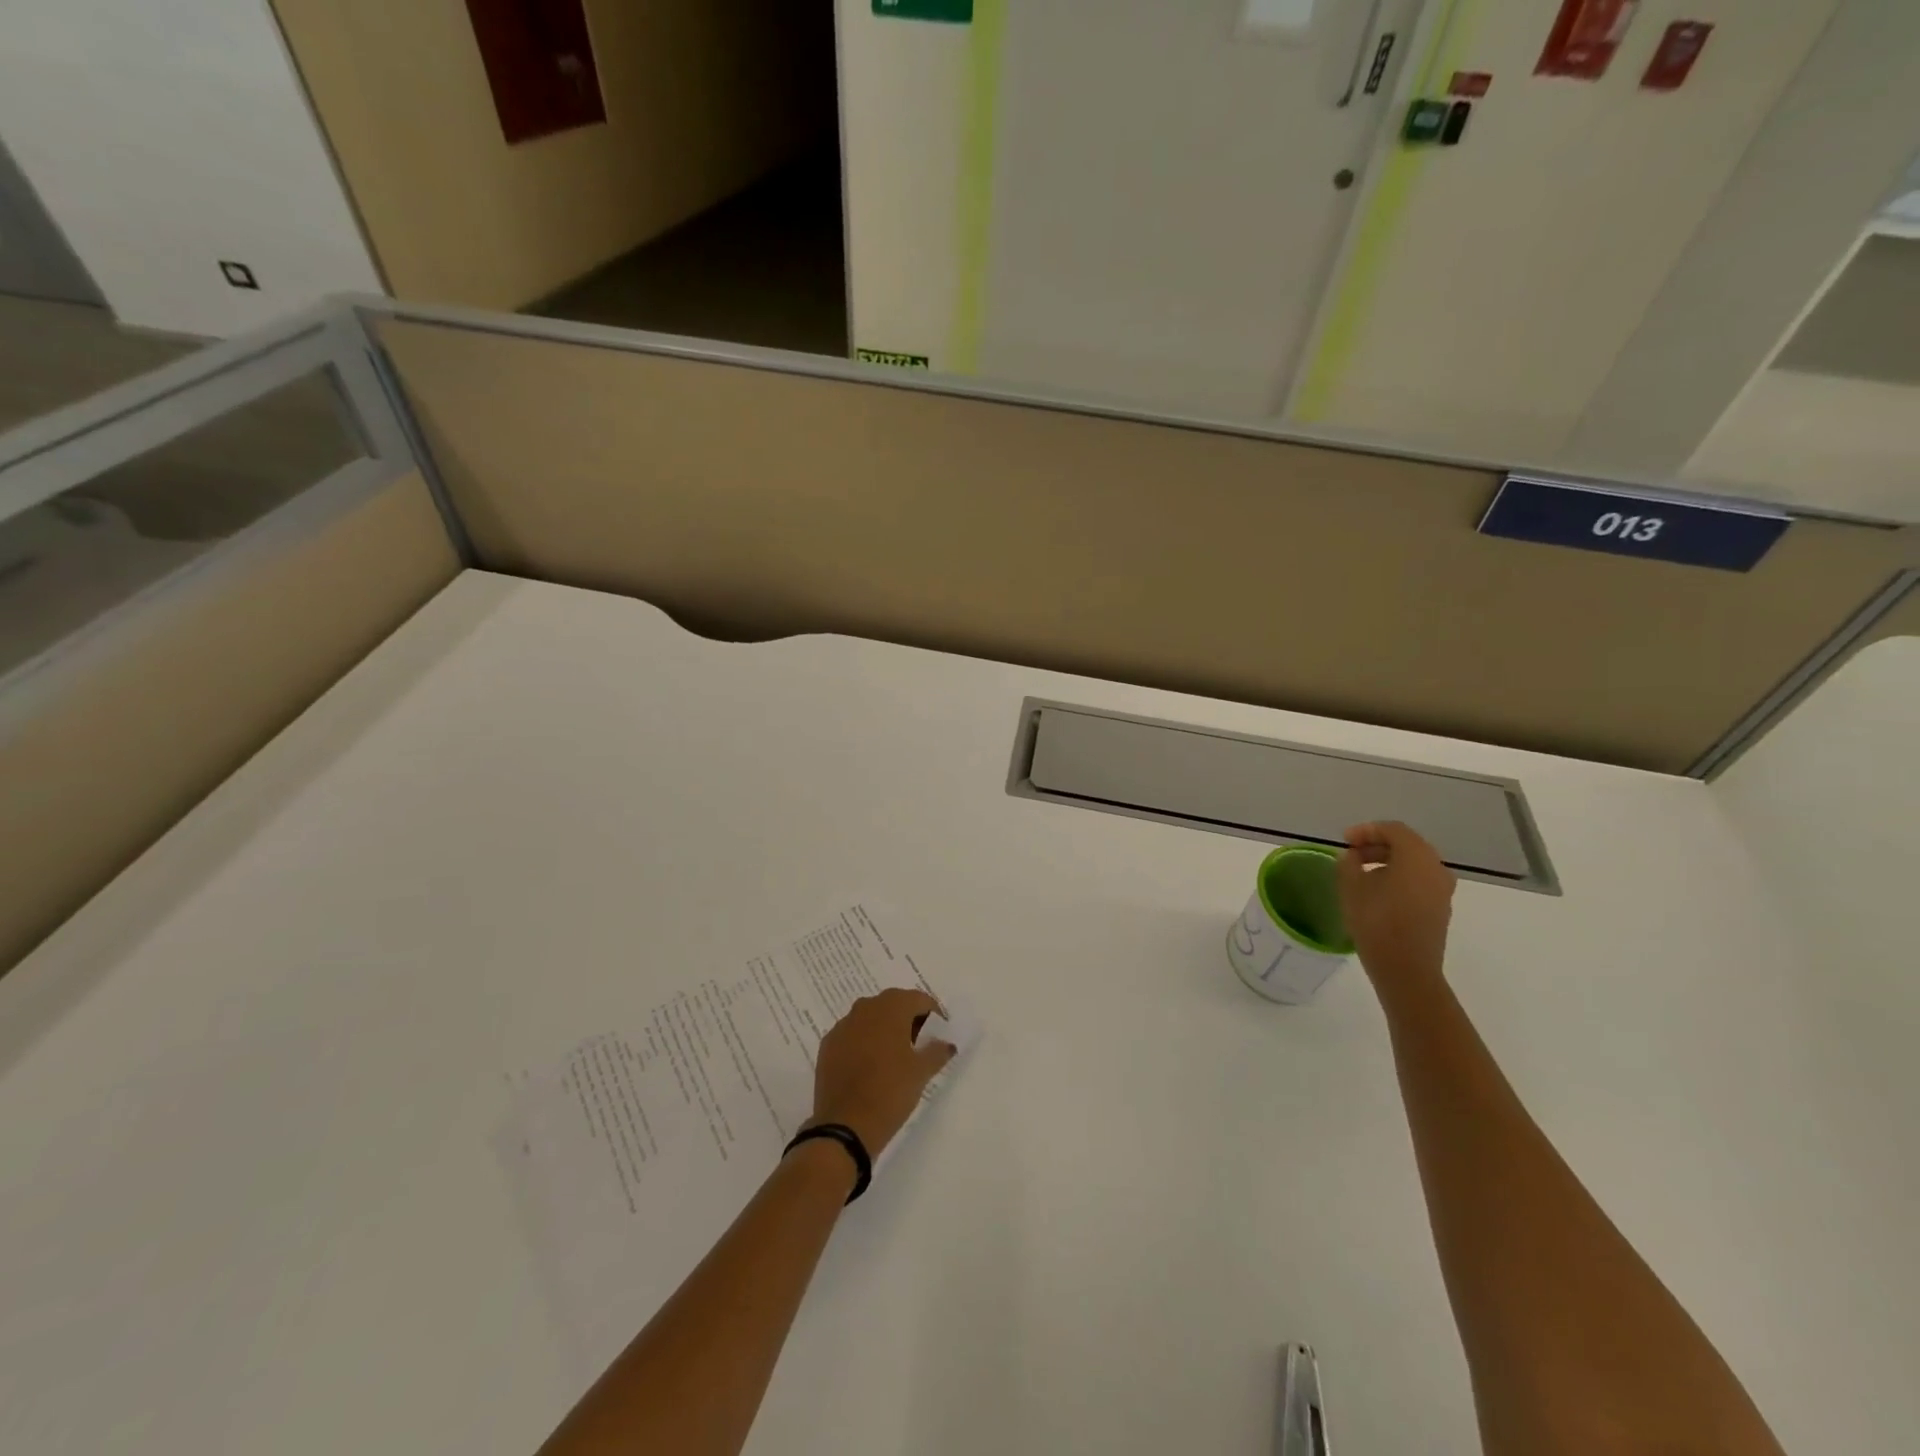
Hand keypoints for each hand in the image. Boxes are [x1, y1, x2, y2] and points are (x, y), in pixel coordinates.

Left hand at [808, 989, 955, 1156]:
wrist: (845, 1126)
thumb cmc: (890, 1091)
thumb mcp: (921, 1072)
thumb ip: (937, 1051)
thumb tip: (946, 1043)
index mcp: (891, 1008)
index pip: (918, 999)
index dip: (933, 1014)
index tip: (940, 1035)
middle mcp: (865, 1008)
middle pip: (893, 1004)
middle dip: (908, 1019)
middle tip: (920, 1044)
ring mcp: (842, 1026)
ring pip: (870, 1018)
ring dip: (884, 1029)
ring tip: (895, 1056)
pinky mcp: (827, 1045)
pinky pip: (852, 1035)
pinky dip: (864, 1043)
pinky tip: (870, 1067)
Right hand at [1337, 821, 1455, 991]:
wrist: (1406, 969)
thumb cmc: (1376, 923)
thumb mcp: (1351, 888)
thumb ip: (1349, 864)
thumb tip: (1352, 856)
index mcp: (1417, 857)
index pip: (1393, 830)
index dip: (1366, 830)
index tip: (1344, 841)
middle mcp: (1436, 867)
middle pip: (1406, 844)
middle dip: (1377, 845)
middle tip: (1351, 854)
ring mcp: (1442, 889)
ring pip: (1414, 863)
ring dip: (1387, 862)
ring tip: (1361, 873)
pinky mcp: (1440, 907)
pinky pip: (1419, 880)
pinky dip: (1399, 877)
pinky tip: (1377, 891)